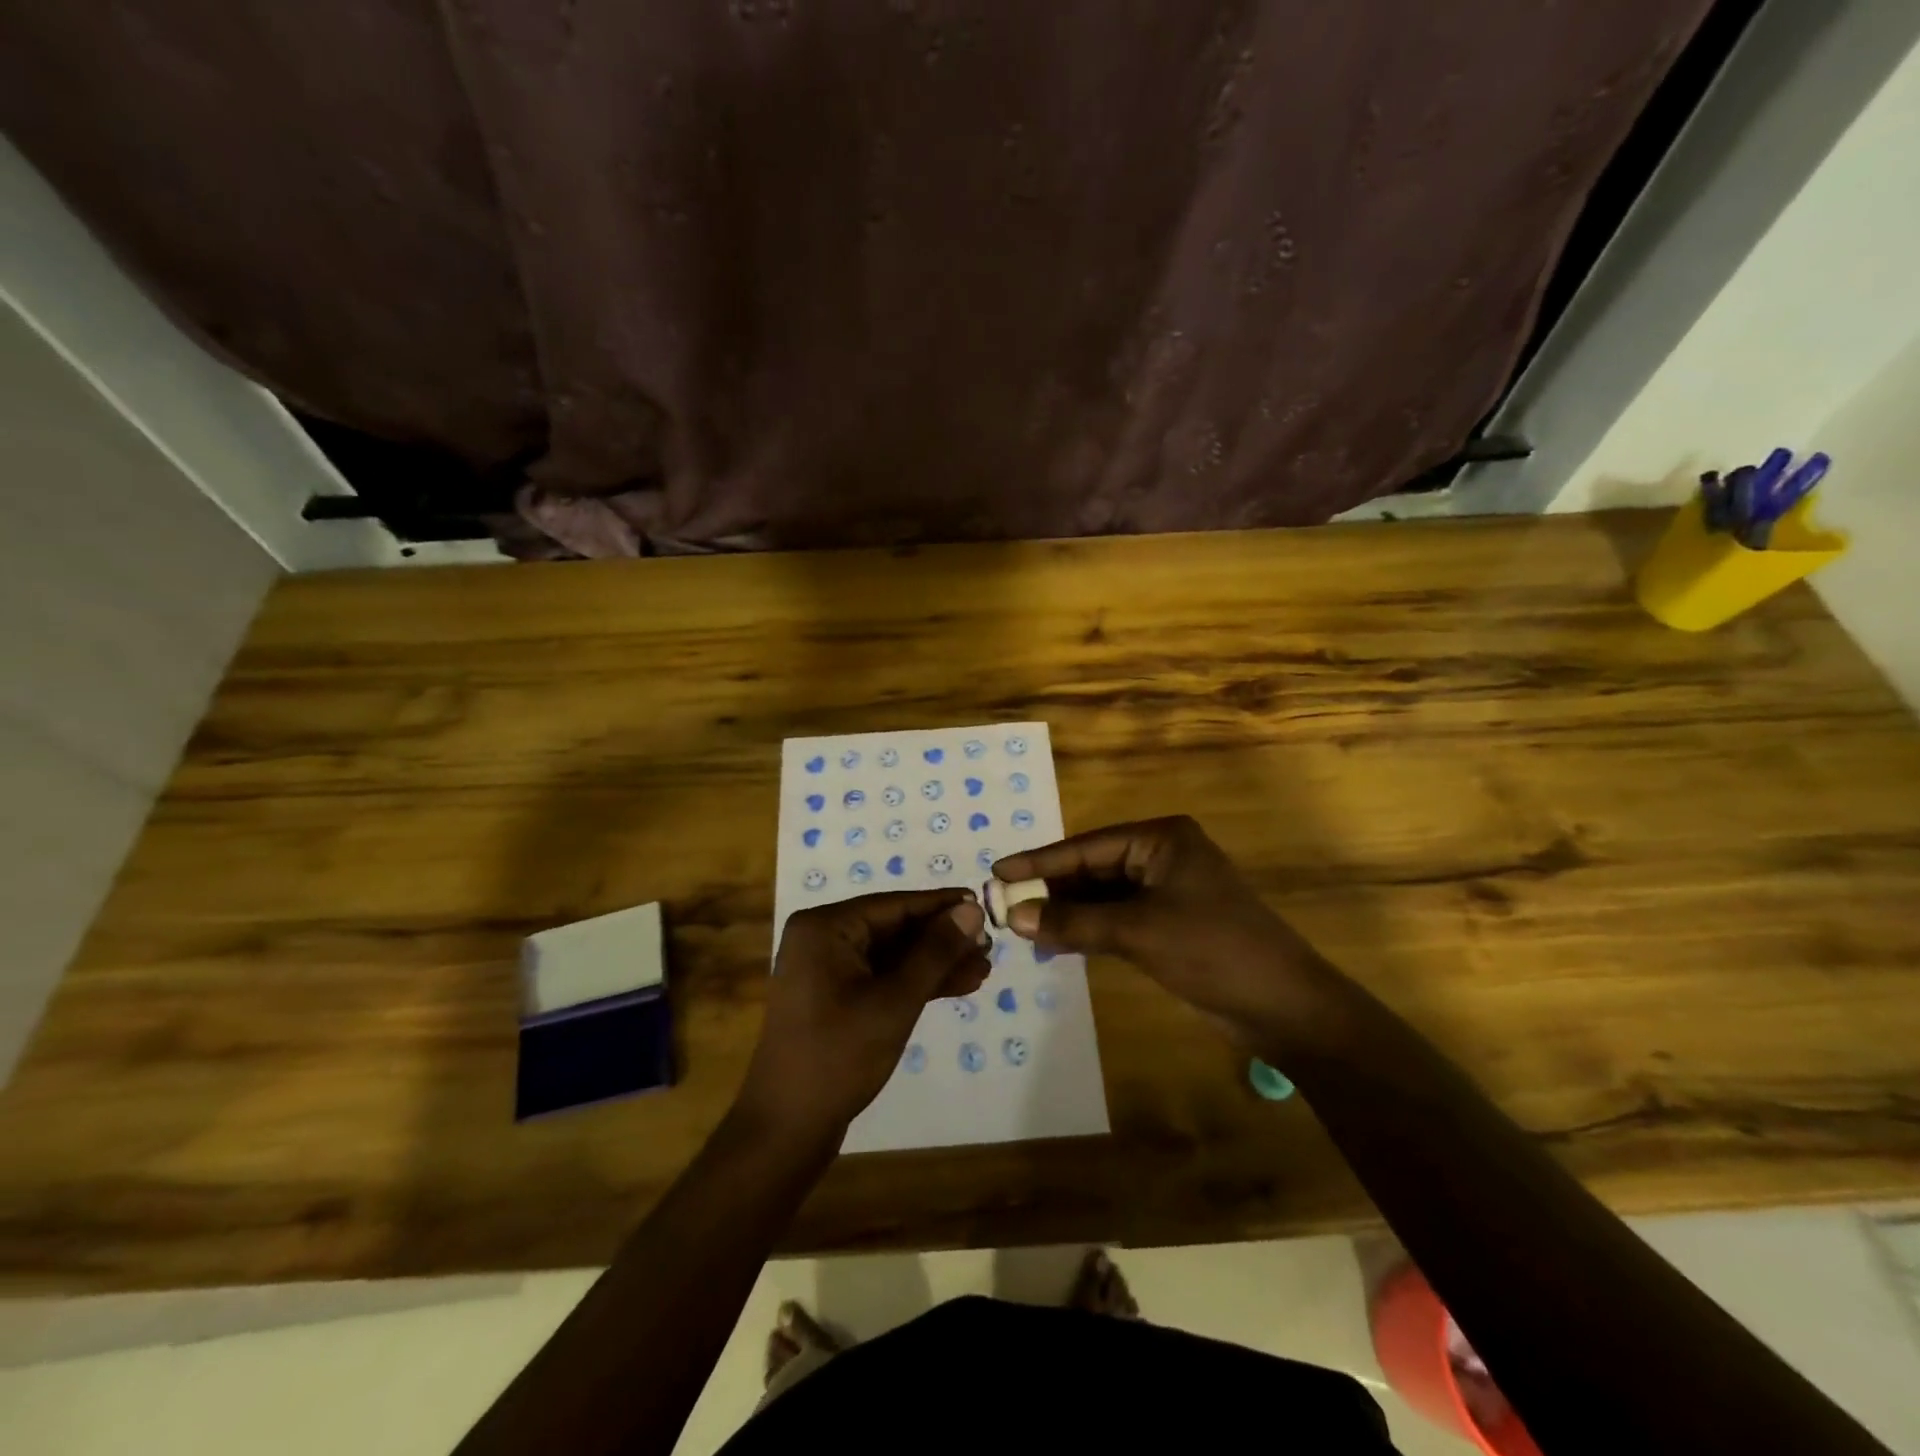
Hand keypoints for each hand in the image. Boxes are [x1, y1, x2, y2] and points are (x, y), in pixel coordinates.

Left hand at [738, 890, 989, 1141]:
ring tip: (983, 968)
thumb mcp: (895, 1000)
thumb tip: (972, 909)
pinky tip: (958, 986)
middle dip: (942, 939)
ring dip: (935, 963)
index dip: (942, 906)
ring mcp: (827, 970)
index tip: (984, 903)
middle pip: (894, 928)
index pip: (895, 905)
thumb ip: (935, 952)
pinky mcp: (835, 998)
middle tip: (990, 944)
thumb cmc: (839, 1056)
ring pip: (892, 955)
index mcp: (825, 927)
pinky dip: (916, 983)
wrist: (787, 1128)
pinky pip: (882, 977)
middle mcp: (822, 938)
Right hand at [992, 816, 1338, 1056]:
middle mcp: (1161, 856)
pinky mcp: (1169, 923)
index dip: (1040, 861)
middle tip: (1003, 905)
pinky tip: (1055, 941)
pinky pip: (1116, 918)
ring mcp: (1166, 890)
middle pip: (1092, 868)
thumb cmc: (1212, 950)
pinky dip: (1087, 929)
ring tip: (1021, 926)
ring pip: (1102, 895)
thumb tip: (1013, 916)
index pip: (1086, 846)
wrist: (1283, 1005)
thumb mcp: (1137, 931)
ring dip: (1066, 911)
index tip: (997, 872)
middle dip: (1051, 889)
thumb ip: (1073, 922)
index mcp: (1161, 839)